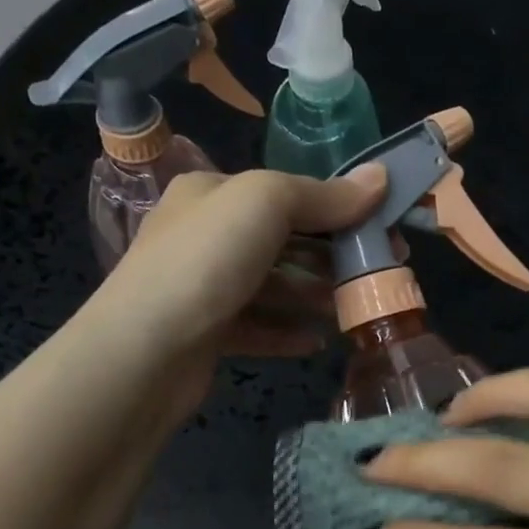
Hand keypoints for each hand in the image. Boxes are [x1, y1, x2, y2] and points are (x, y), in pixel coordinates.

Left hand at [93, 165, 384, 418]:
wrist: (145, 351)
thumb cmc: (206, 262)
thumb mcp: (265, 204)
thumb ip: (323, 194)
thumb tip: (380, 177)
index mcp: (211, 193)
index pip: (284, 194)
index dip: (337, 209)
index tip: (382, 230)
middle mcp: (204, 236)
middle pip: (281, 242)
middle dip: (330, 257)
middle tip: (377, 275)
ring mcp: (202, 288)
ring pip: (271, 288)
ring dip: (312, 297)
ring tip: (352, 311)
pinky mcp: (205, 335)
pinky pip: (256, 329)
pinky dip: (287, 333)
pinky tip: (316, 343)